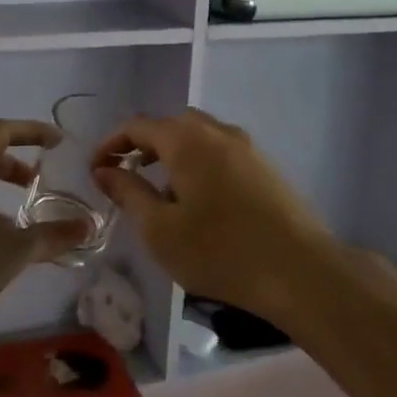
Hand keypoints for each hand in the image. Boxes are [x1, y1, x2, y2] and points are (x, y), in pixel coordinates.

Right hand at [92, 108, 343, 323]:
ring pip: (199, 136)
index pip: (138, 126)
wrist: (301, 271)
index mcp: (187, 140)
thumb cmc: (220, 251)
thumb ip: (128, 193)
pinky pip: (221, 151)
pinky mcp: (266, 167)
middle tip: (126, 176)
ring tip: (161, 192)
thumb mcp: (160, 229)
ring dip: (173, 154)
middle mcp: (218, 132)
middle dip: (143, 146)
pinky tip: (200, 201)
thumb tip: (104, 170)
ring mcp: (247, 147)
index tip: (95, 170)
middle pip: (171, 125)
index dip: (111, 144)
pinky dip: (199, 163)